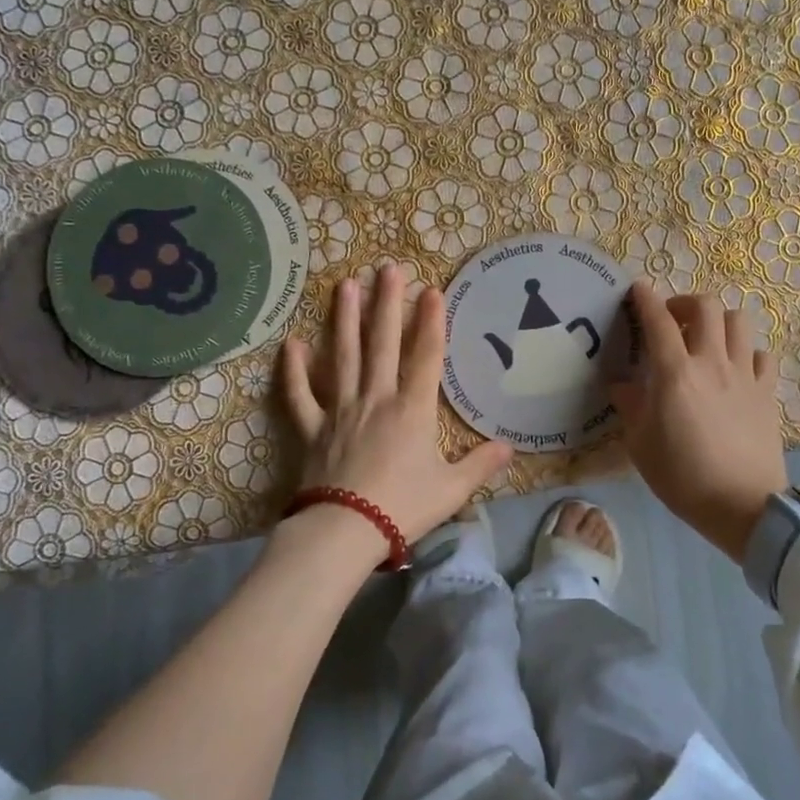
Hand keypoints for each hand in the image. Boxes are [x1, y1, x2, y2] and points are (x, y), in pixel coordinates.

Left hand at [277, 265, 512, 562]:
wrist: (345, 530)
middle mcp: (376, 398)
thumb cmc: (403, 507)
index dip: (430, 321)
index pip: (426, 356)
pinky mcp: (313, 429)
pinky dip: (294, 371)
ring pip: (343, 356)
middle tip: (387, 268)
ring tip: (345, 285)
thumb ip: (481, 464)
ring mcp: (341, 410)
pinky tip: (291, 344)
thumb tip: (509, 448)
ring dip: (344, 319)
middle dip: (387, 303)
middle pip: (382, 343)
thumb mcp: (452, 489)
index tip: (431, 290)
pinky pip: (300, 395)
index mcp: (412, 409)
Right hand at [610, 282, 787, 561]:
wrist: (743, 506)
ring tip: (706, 339)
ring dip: (718, 321)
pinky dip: (746, 352)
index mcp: (676, 373)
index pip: (658, 320)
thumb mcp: (641, 445)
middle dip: (684, 303)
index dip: (645, 298)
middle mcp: (712, 362)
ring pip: (738, 321)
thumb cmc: (683, 477)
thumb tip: (621, 384)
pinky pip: (761, 354)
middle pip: (706, 306)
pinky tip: (736, 369)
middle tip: (672, 320)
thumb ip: (631, 406)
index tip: (637, 290)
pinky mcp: (768, 392)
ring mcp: (745, 374)